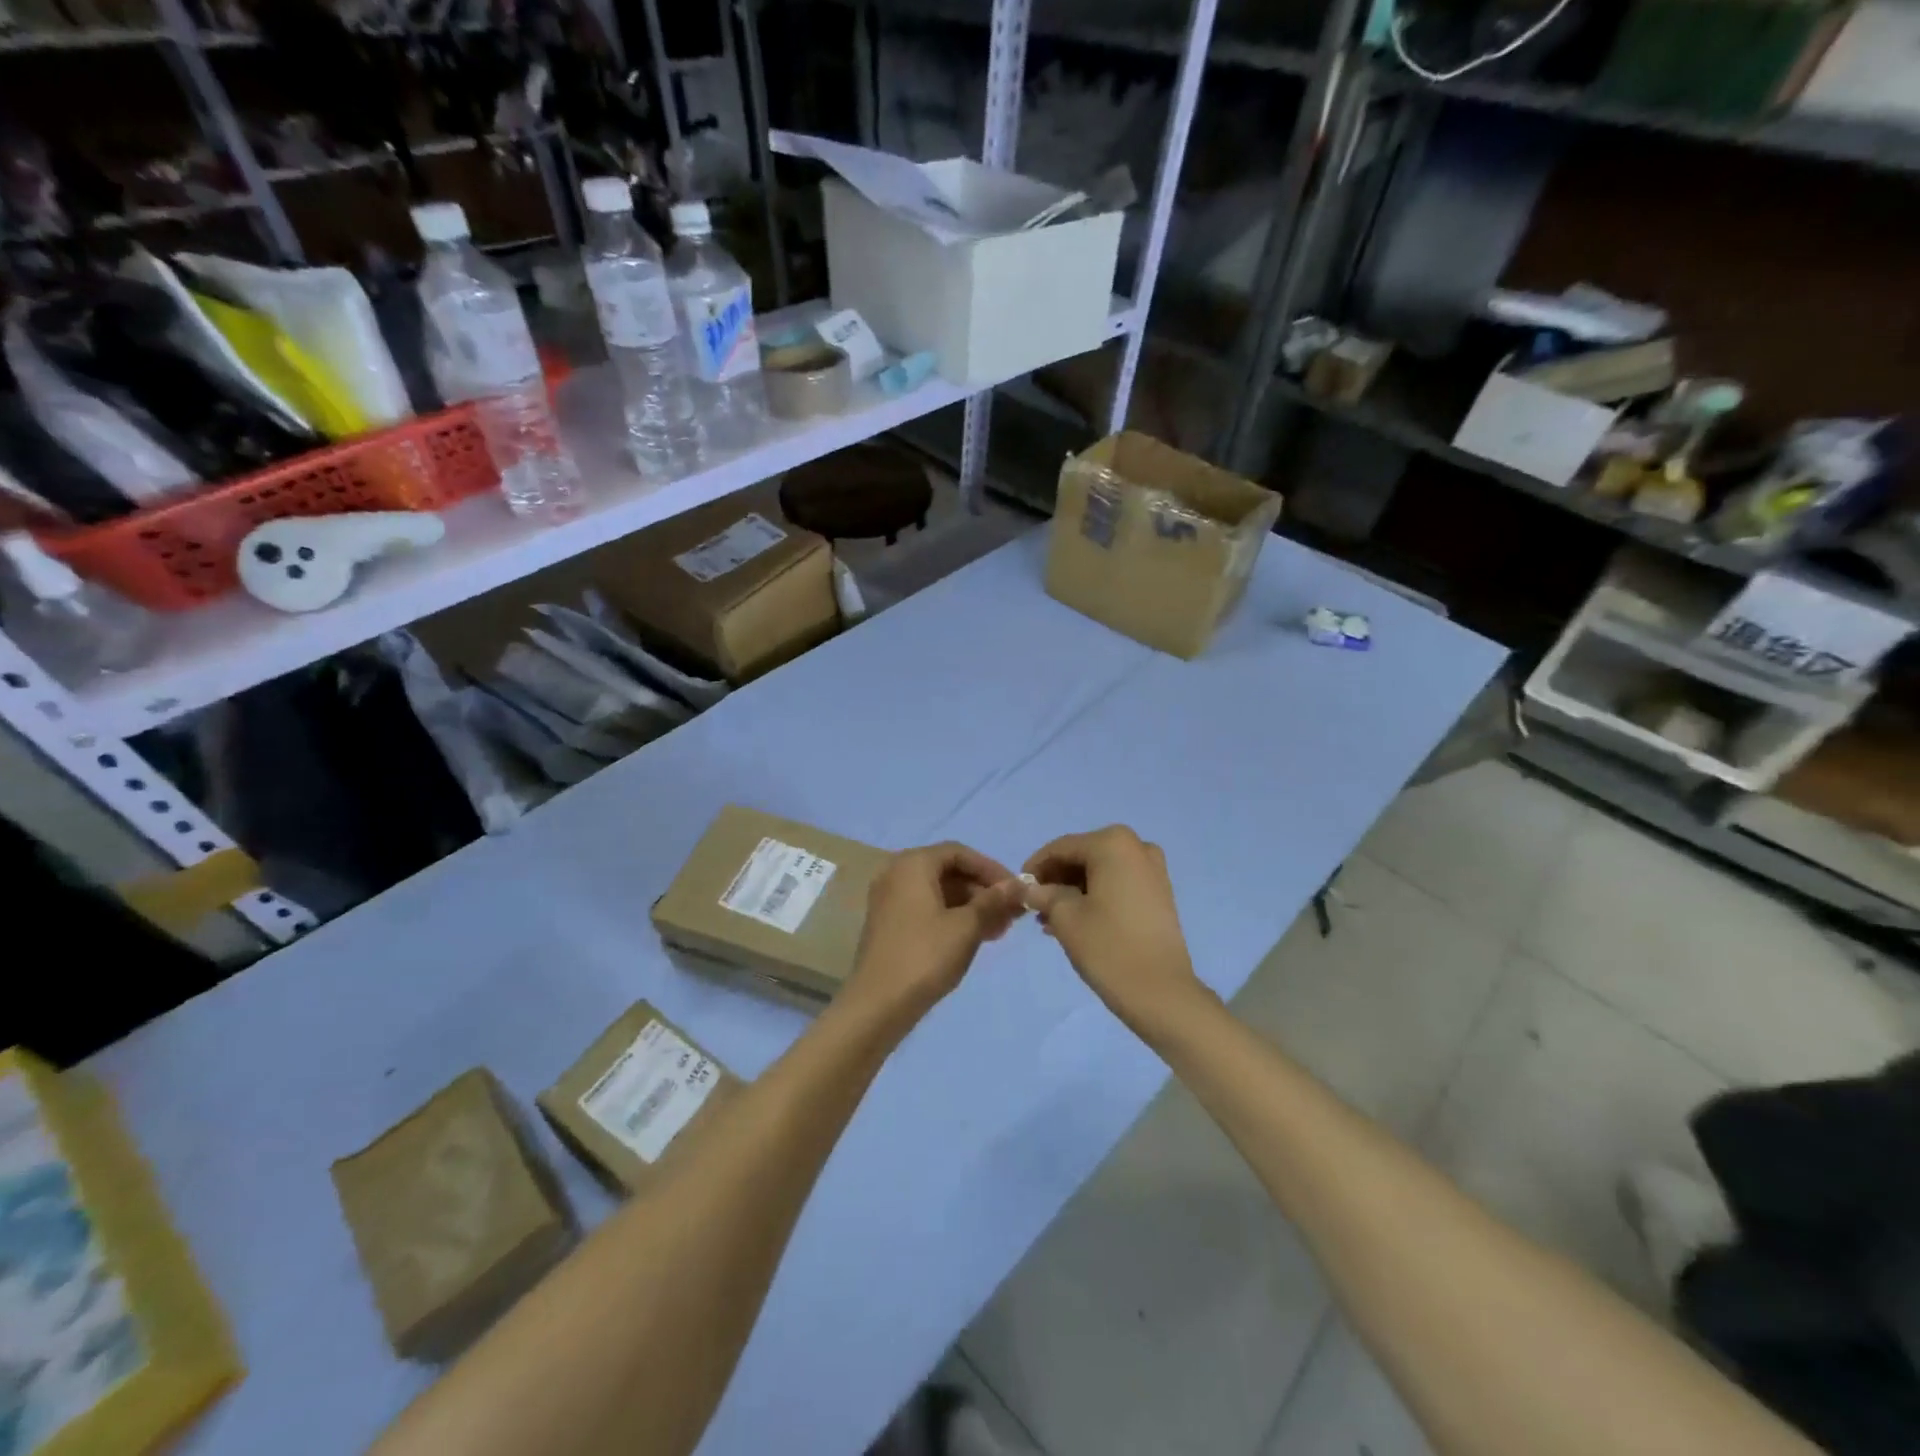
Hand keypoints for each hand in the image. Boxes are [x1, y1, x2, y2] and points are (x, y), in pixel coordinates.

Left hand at [844, 842, 1023, 1026]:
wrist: (877, 1005)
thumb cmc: (925, 956)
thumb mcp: (966, 927)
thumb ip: (993, 901)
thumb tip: (1018, 885)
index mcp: (913, 864)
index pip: (959, 853)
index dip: (991, 869)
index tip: (1016, 891)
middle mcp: (896, 873)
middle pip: (948, 871)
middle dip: (982, 891)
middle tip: (1010, 915)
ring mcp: (888, 900)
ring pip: (938, 892)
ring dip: (970, 907)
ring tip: (998, 931)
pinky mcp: (888, 924)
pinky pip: (925, 909)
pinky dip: (951, 917)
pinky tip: (973, 938)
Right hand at [1023, 826, 1206, 1031]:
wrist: (1161, 992)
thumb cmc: (1109, 947)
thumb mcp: (1065, 917)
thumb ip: (1042, 894)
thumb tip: (1026, 888)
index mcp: (1112, 843)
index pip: (1061, 848)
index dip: (1035, 867)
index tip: (1018, 889)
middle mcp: (1136, 846)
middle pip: (1083, 856)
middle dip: (1056, 880)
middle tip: (1034, 906)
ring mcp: (1152, 869)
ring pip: (1100, 871)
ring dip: (1073, 891)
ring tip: (1050, 920)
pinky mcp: (1160, 892)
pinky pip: (1118, 884)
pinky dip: (1095, 896)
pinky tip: (1075, 921)